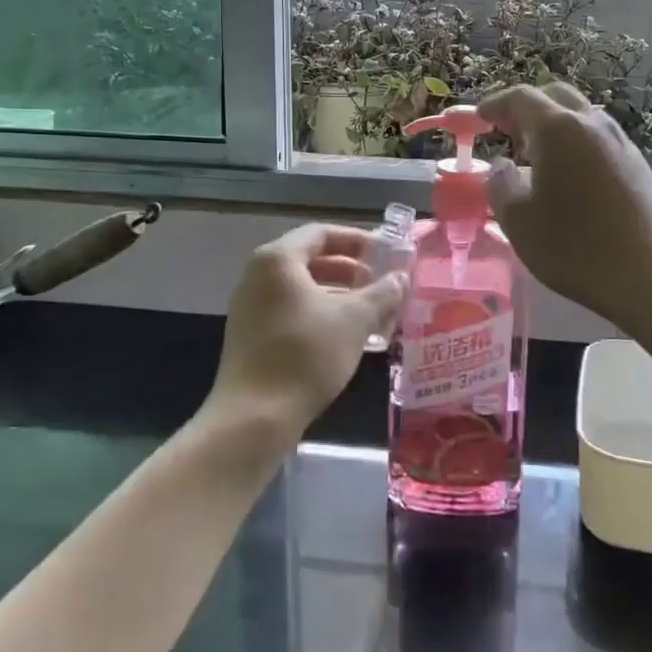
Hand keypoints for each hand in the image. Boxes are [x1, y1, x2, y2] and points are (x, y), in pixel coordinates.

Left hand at [210, 223, 407, 443]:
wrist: (254, 418)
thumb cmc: (306, 355)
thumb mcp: (354, 320)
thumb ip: (382, 292)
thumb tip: (401, 277)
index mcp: (278, 260)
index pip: (322, 233)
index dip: (358, 240)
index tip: (387, 253)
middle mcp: (258, 275)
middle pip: (311, 258)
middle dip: (351, 268)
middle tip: (383, 281)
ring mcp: (250, 306)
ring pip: (303, 287)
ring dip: (339, 293)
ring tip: (372, 308)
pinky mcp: (251, 334)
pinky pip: (291, 309)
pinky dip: (321, 312)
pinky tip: (347, 333)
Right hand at [478, 84, 651, 329]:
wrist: (648, 274)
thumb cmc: (573, 247)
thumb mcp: (517, 221)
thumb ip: (499, 184)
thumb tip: (501, 166)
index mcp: (558, 129)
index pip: (521, 98)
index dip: (496, 104)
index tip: (480, 117)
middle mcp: (592, 124)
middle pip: (556, 97)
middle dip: (528, 108)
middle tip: (507, 130)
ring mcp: (620, 142)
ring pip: (581, 116)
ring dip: (555, 125)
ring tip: (536, 154)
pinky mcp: (638, 164)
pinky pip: (598, 138)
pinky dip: (576, 143)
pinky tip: (569, 174)